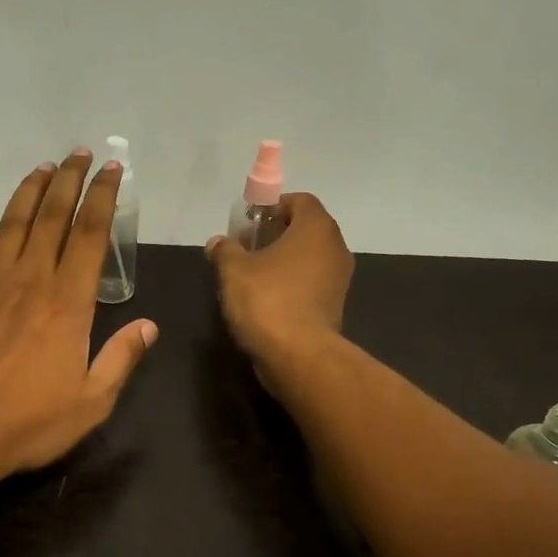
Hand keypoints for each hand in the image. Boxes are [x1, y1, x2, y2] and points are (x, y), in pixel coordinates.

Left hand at [0, 150, 158, 488]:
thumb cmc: (32, 422)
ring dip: (29, 193)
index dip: (103, 198)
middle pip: (52, 218)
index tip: (113, 171)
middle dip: (69, 181)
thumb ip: (121, 358)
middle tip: (80, 153)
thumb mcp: (93, 400)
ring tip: (43, 168)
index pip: (91, 235)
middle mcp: (32, 282)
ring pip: (13, 226)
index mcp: (68, 303)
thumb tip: (148, 326)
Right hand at [206, 193, 353, 369]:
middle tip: (247, 248)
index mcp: (316, 228)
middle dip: (277, 234)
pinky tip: (268, 299)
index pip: (300, 200)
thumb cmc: (266, 300)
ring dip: (285, 261)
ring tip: (254, 275)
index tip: (250, 223)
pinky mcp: (334, 305)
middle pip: (306, 229)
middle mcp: (335, 248)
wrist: (298, 355)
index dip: (274, 206)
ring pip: (310, 258)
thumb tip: (218, 243)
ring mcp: (339, 279)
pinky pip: (311, 283)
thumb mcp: (233, 270)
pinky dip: (293, 284)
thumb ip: (225, 250)